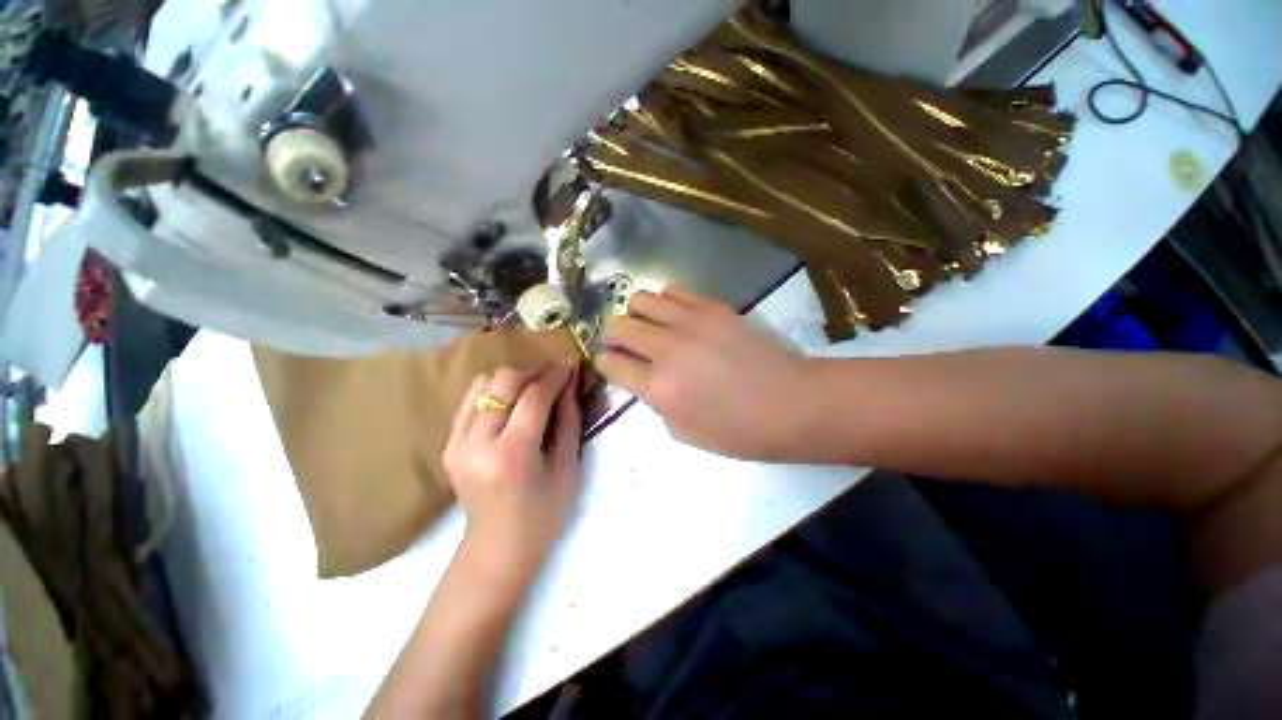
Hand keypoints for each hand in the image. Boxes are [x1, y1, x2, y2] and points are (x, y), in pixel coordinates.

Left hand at [443, 365, 582, 579]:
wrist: (498, 547)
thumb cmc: (544, 513)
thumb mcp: (567, 466)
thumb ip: (569, 418)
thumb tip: (570, 381)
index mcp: (511, 454)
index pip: (533, 396)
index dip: (555, 375)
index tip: (570, 365)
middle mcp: (476, 443)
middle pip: (503, 381)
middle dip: (533, 371)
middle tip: (554, 376)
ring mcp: (456, 443)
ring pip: (483, 383)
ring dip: (513, 378)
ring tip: (534, 387)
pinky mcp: (448, 443)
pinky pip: (471, 399)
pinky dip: (495, 391)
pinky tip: (513, 402)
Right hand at [596, 287, 813, 460]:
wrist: (792, 403)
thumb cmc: (740, 431)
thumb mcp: (685, 433)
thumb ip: (656, 403)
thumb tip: (647, 380)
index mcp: (659, 388)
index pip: (611, 364)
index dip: (604, 362)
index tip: (608, 362)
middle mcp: (667, 350)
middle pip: (618, 326)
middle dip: (613, 336)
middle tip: (625, 344)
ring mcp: (690, 322)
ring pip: (640, 300)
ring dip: (636, 314)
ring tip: (649, 326)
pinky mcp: (712, 306)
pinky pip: (673, 290)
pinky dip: (665, 301)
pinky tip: (675, 315)